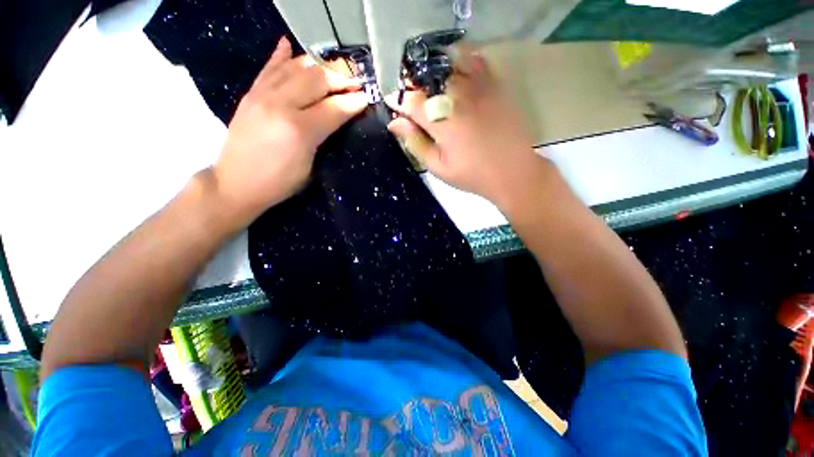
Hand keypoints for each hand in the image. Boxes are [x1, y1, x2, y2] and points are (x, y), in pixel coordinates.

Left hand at [213, 37, 367, 224]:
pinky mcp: (250, 94)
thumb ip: (324, 138)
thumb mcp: (310, 166)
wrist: (236, 183)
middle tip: (356, 81)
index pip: (334, 108)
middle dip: (340, 78)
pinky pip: (268, 68)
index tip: (367, 97)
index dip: (353, 101)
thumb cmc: (280, 183)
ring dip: (318, 65)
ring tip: (334, 70)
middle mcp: (280, 105)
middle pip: (316, 79)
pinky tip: (289, 45)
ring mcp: (262, 95)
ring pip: (295, 68)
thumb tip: (339, 119)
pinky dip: (282, 56)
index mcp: (299, 130)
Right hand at [385, 46, 545, 206]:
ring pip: (448, 67)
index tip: (395, 107)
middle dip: (415, 89)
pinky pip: (475, 62)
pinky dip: (462, 63)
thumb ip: (416, 143)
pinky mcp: (495, 86)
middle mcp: (458, 98)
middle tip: (415, 105)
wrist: (512, 172)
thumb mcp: (438, 167)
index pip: (411, 101)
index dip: (399, 102)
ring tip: (434, 93)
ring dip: (435, 76)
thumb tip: (395, 123)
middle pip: (428, 80)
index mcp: (442, 122)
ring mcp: (479, 88)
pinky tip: (457, 77)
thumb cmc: (472, 174)